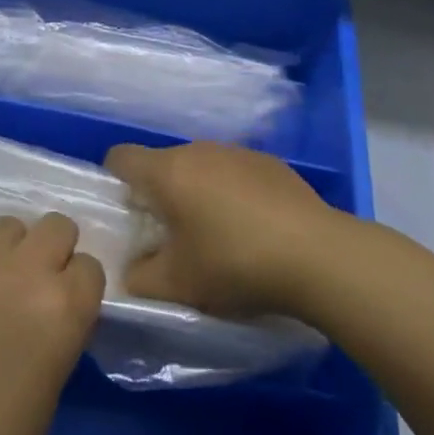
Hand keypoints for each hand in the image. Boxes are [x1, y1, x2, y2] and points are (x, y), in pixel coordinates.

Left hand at [0, 214, 103, 434]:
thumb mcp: (50, 385)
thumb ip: (57, 330)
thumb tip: (50, 307)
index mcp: (63, 307)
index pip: (89, 267)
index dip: (76, 287)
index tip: (62, 307)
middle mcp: (23, 270)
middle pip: (56, 227)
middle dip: (49, 253)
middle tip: (29, 287)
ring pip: (6, 227)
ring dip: (5, 253)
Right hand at [106, 141, 336, 317]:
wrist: (318, 255)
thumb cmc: (235, 263)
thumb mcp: (177, 285)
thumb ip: (140, 278)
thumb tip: (131, 269)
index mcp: (168, 171)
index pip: (120, 157)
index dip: (115, 183)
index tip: (128, 215)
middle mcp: (198, 149)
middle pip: (162, 164)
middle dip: (160, 195)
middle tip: (171, 237)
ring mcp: (237, 152)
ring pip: (200, 167)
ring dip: (197, 193)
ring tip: (215, 236)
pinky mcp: (270, 163)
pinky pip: (234, 173)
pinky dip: (232, 194)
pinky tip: (253, 229)